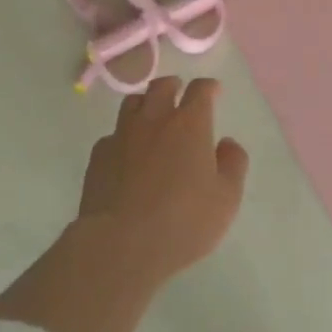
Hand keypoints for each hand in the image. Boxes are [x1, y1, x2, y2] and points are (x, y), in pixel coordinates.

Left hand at [77, 76, 249, 284]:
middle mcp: (154, 120)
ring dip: (145, 104)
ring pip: (132, 103)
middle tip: (180, 94)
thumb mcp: (226, 198)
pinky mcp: (98, 157)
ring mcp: (122, 136)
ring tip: (151, 117)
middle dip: (174, 86)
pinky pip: (112, 135)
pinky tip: (126, 154)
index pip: (200, 90)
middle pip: (161, 87)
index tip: (214, 91)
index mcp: (190, 124)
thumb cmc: (183, 222)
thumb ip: (233, 164)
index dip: (209, 87)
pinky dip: (123, 136)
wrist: (120, 245)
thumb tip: (227, 144)